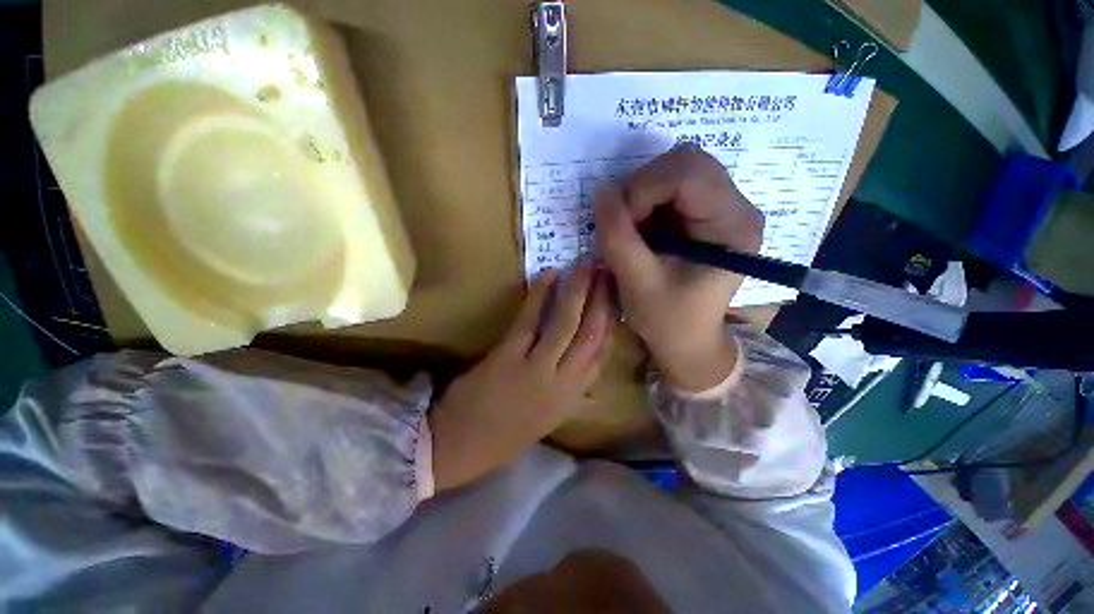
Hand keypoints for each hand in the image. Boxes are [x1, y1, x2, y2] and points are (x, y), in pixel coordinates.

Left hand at [430, 262, 613, 490]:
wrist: (460, 446)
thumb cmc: (505, 431)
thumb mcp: (548, 413)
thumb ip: (569, 385)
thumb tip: (586, 360)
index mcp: (573, 396)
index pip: (603, 352)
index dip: (612, 319)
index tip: (616, 295)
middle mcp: (564, 383)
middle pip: (593, 334)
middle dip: (603, 299)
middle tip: (607, 270)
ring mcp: (537, 369)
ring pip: (567, 324)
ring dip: (578, 291)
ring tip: (586, 264)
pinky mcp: (509, 357)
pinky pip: (530, 321)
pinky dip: (540, 295)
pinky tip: (549, 274)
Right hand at [595, 146, 763, 391]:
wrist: (687, 340)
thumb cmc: (668, 320)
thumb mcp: (637, 283)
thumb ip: (617, 237)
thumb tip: (602, 191)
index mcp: (732, 226)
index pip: (688, 173)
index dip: (644, 190)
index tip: (622, 226)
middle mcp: (737, 207)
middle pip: (685, 161)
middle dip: (642, 188)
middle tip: (625, 224)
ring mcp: (723, 207)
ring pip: (676, 169)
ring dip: (642, 194)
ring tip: (632, 231)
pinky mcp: (706, 213)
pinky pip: (671, 186)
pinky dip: (646, 201)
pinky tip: (642, 230)